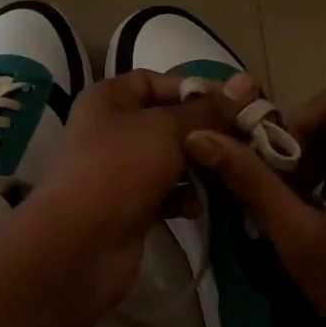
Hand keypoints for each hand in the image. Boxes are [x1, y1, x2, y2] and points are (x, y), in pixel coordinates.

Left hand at [26, 71, 244, 309]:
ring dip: (198, 167)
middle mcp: (110, 130)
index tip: (236, 103)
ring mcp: (118, 171)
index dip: (194, 89)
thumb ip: (207, 109)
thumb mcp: (167, 129)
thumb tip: (246, 82)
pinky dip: (182, 198)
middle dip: (204, 132)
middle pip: (166, 122)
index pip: (156, 81)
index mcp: (109, 99)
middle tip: (245, 140)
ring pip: (169, 160)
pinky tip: (198, 208)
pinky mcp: (128, 207)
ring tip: (229, 173)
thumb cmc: (120, 169)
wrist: (79, 246)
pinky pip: (164, 194)